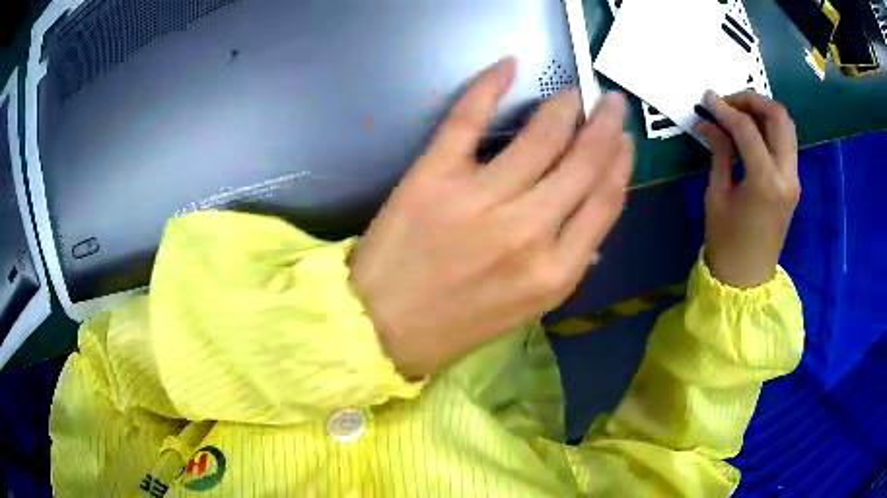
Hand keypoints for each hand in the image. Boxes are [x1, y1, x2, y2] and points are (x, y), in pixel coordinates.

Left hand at [349, 58, 632, 377]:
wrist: (384, 328)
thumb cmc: (456, 325)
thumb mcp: (526, 310)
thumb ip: (566, 266)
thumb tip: (592, 219)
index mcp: (556, 272)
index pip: (605, 202)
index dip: (621, 163)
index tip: (625, 139)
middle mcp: (528, 232)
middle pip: (582, 162)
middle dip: (604, 125)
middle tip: (609, 101)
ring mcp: (480, 200)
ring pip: (539, 137)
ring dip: (562, 107)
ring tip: (571, 93)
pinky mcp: (434, 177)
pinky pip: (468, 119)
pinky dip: (489, 86)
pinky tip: (508, 66)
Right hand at [697, 90, 799, 288]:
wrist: (747, 279)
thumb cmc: (727, 243)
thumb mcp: (717, 195)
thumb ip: (719, 153)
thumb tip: (710, 122)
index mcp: (765, 181)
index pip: (747, 128)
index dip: (725, 108)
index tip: (707, 98)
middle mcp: (786, 175)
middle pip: (778, 117)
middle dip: (752, 101)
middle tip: (728, 103)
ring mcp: (794, 179)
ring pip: (786, 127)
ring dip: (763, 112)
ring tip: (739, 114)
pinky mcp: (793, 183)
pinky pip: (785, 143)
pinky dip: (769, 129)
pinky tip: (750, 133)